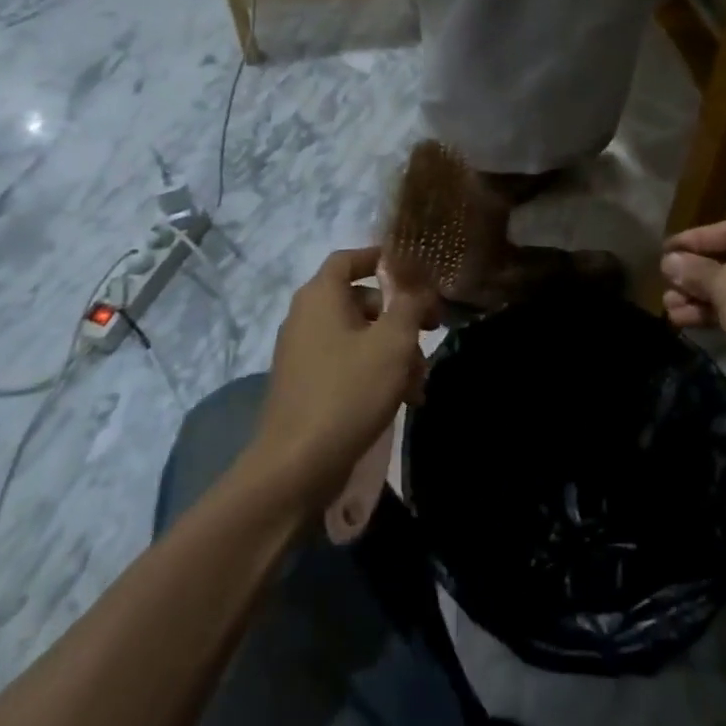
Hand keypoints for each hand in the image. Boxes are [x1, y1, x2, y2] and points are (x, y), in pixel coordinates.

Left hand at [245, 248, 433, 509]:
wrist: (295, 466)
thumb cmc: (347, 392)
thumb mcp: (392, 343)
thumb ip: (410, 305)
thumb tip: (418, 286)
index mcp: (320, 296)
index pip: (349, 258)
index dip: (381, 258)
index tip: (414, 271)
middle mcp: (306, 317)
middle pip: (360, 300)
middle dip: (399, 315)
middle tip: (430, 332)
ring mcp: (303, 353)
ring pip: (358, 336)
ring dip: (393, 351)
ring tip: (420, 381)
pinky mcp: (306, 386)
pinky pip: (347, 364)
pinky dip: (374, 372)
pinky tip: (402, 399)